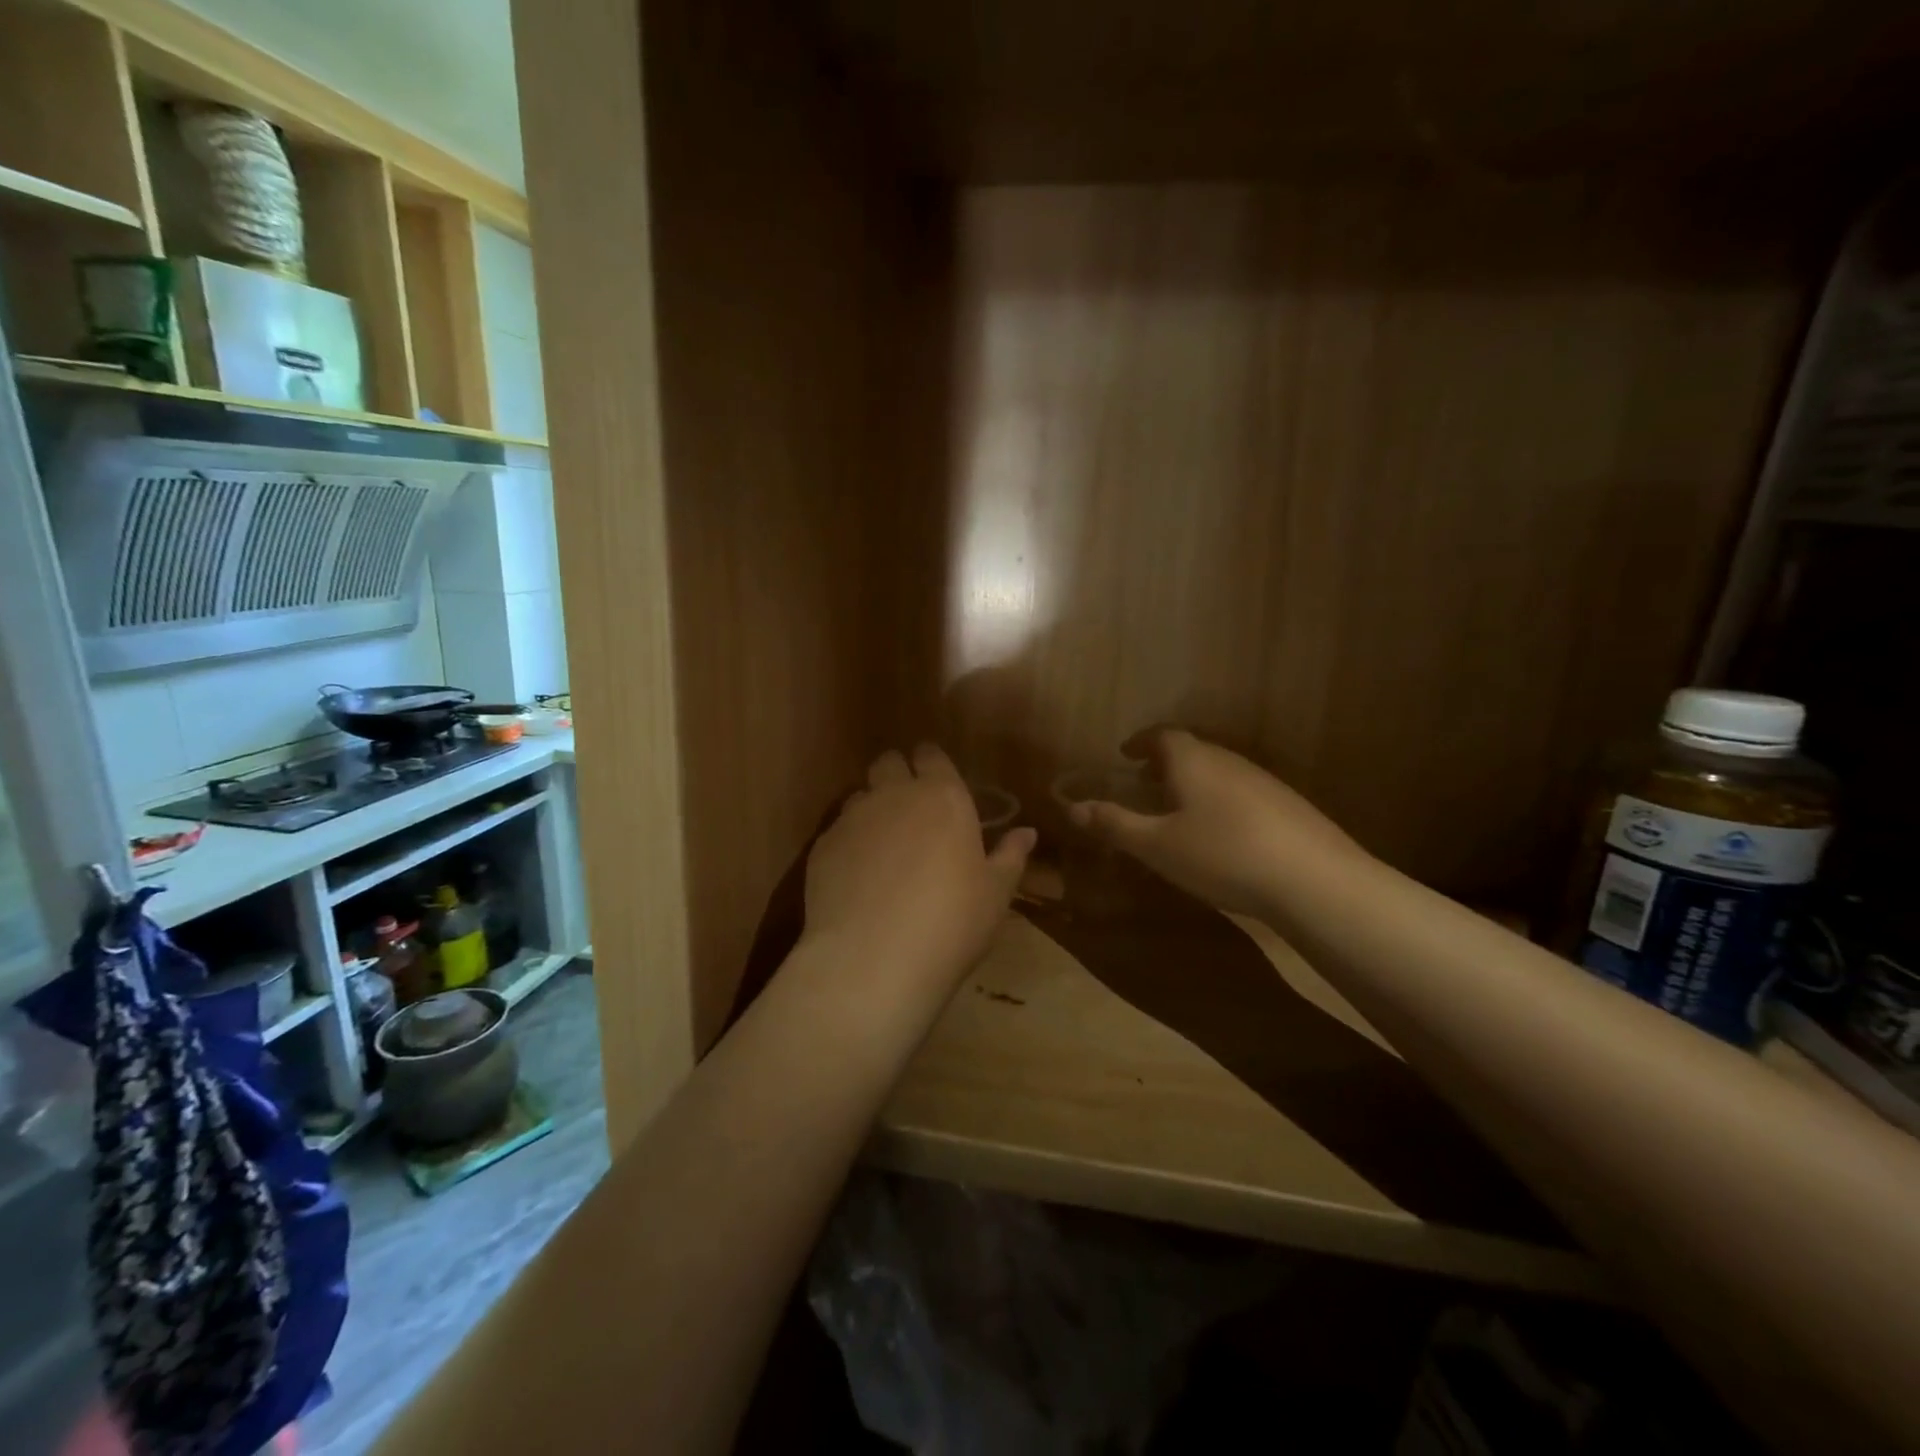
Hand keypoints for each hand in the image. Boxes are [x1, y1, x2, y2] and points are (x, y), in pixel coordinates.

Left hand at [804, 745, 1036, 987]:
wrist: (873, 960)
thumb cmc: (951, 922)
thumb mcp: (995, 894)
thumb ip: (1010, 856)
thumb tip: (1026, 832)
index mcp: (942, 797)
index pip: (932, 756)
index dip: (933, 764)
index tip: (939, 783)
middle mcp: (893, 795)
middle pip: (888, 763)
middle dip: (897, 775)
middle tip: (911, 810)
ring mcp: (851, 819)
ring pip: (860, 796)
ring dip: (872, 810)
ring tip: (883, 848)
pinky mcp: (821, 847)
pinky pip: (837, 832)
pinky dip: (849, 844)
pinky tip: (857, 879)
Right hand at [1069, 728, 1359, 915]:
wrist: (1315, 880)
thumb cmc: (1222, 855)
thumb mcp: (1157, 845)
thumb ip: (1114, 824)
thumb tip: (1071, 807)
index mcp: (1193, 761)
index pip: (1162, 735)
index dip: (1140, 741)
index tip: (1125, 754)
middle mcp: (1228, 761)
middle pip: (1191, 750)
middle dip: (1164, 763)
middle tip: (1144, 784)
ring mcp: (1264, 781)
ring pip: (1218, 772)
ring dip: (1193, 783)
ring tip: (1179, 811)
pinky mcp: (1288, 806)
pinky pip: (1241, 792)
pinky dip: (1220, 801)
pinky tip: (1222, 835)